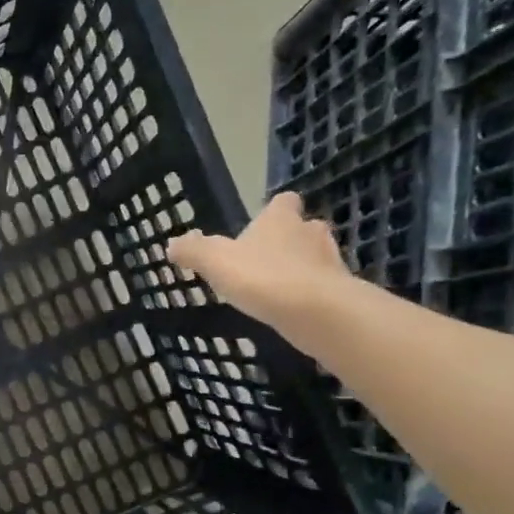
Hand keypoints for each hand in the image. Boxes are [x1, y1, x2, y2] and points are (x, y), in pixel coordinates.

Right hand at [167, 193, 350, 336]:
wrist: (316, 311)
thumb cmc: (262, 276)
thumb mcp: (215, 262)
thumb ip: (194, 251)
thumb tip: (172, 244)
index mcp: (280, 219)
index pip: (284, 201)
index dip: (274, 210)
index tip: (262, 223)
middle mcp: (309, 232)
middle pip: (303, 228)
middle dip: (289, 240)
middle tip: (267, 259)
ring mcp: (330, 260)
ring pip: (316, 257)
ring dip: (302, 267)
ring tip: (279, 286)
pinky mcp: (340, 290)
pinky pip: (324, 286)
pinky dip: (311, 293)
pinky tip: (294, 309)